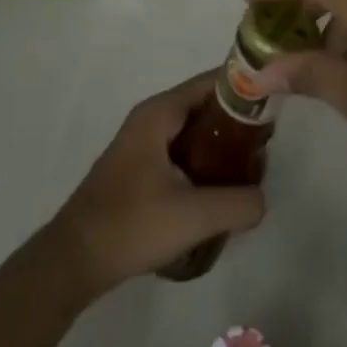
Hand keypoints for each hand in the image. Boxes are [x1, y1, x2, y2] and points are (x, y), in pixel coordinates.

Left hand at [45, 72, 265, 298]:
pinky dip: (203, 162)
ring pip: (194, 131)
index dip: (246, 88)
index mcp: (160, 113)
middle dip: (238, 122)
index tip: (275, 105)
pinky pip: (182, 152)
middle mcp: (151, 119)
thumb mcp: (194, 216)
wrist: (71, 264)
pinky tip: (219, 191)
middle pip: (205, 106)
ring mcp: (142, 144)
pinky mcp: (138, 170)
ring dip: (221, 146)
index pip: (213, 82)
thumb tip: (261, 200)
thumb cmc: (130, 226)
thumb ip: (238, 203)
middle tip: (266, 145)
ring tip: (249, 170)